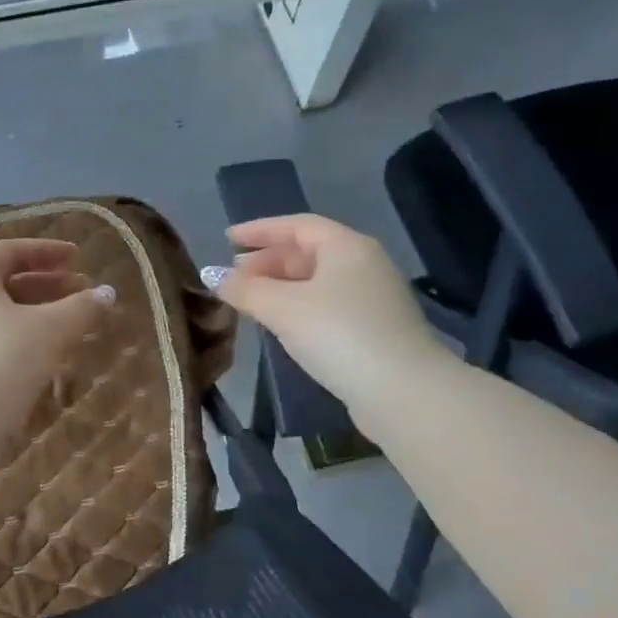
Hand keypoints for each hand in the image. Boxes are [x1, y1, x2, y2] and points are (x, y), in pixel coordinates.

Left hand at [0, 238, 113, 439]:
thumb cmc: (2, 362)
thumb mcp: (50, 330)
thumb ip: (82, 308)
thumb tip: (109, 293)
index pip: (8, 251)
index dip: (45, 251)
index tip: (78, 257)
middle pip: (3, 283)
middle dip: (46, 284)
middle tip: (81, 291)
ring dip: (36, 315)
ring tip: (70, 326)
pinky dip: (21, 340)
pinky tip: (46, 359)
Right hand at [212, 214, 445, 404]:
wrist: (402, 391)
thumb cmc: (339, 335)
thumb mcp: (283, 309)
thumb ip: (246, 290)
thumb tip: (215, 277)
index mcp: (346, 247)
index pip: (297, 226)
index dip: (260, 230)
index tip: (228, 240)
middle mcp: (364, 264)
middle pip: (308, 253)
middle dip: (267, 262)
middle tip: (234, 278)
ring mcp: (373, 297)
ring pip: (317, 281)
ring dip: (280, 287)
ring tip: (250, 302)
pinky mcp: (375, 329)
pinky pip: (327, 305)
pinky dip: (298, 307)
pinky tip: (281, 325)